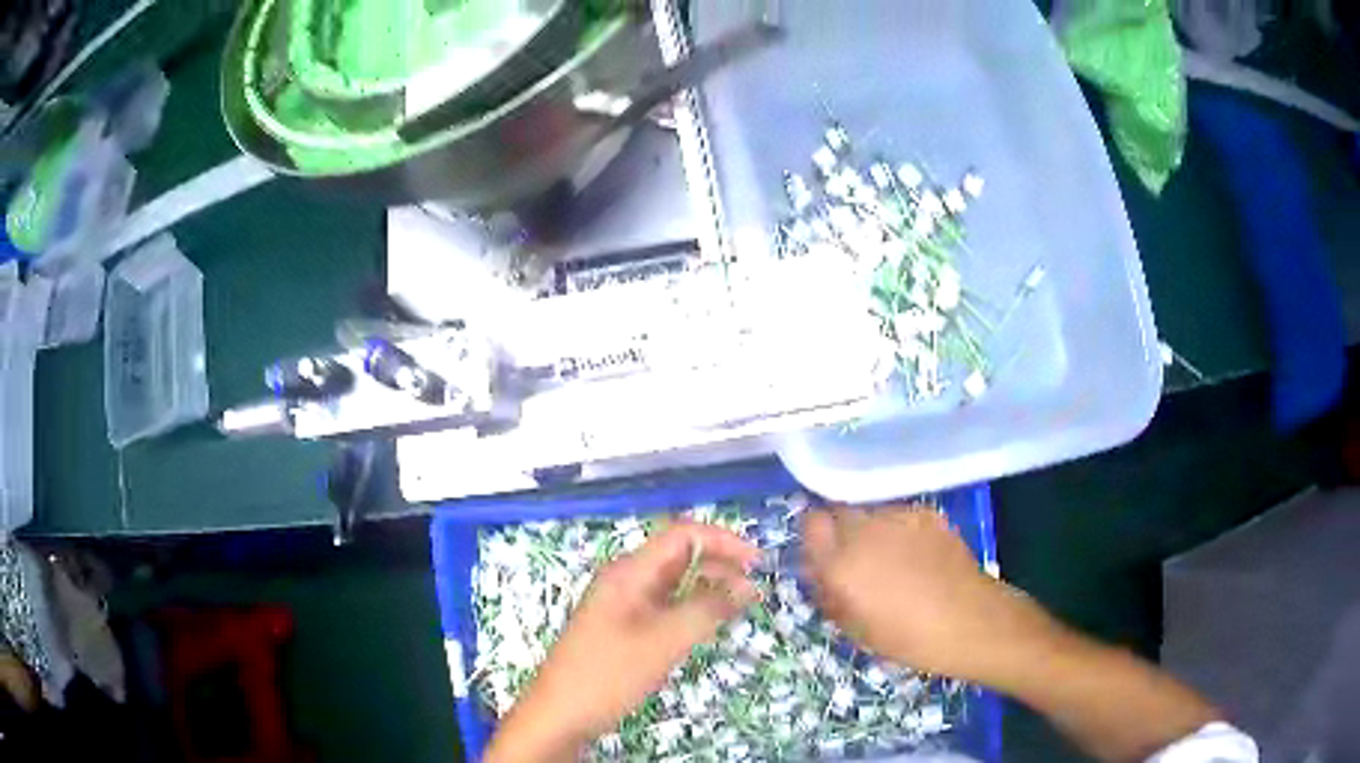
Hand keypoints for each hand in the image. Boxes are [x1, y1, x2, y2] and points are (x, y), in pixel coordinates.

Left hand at [486, 522, 759, 761]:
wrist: (560, 714)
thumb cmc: (608, 674)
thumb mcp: (663, 642)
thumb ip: (706, 610)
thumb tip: (749, 585)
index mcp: (629, 572)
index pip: (682, 535)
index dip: (723, 541)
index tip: (759, 563)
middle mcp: (627, 580)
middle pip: (679, 557)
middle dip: (720, 566)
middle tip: (754, 592)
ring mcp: (624, 604)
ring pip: (674, 584)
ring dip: (708, 589)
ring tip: (739, 609)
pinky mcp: (625, 628)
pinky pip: (665, 606)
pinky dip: (691, 609)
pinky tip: (708, 625)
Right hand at [802, 506, 1058, 685]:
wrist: (968, 621)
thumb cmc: (907, 638)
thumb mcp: (855, 629)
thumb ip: (829, 594)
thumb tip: (819, 572)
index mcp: (841, 564)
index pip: (810, 524)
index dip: (815, 538)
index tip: (823, 556)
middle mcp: (865, 530)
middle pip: (838, 512)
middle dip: (841, 531)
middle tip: (857, 559)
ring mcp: (899, 517)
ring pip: (870, 512)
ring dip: (871, 529)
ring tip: (892, 558)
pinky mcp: (927, 512)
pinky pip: (899, 514)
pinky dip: (900, 529)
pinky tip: (918, 554)